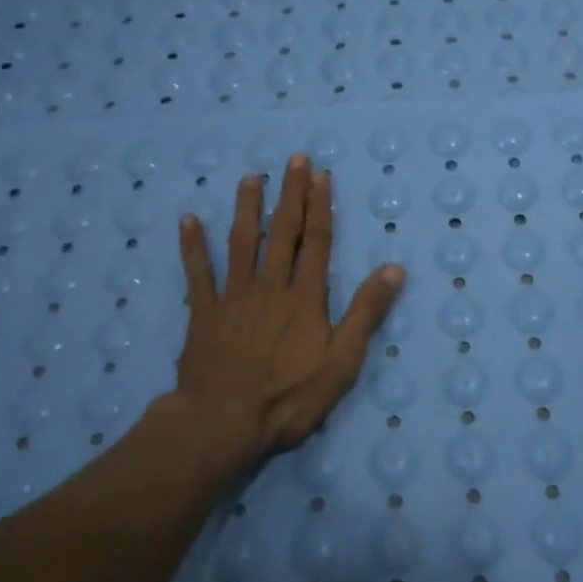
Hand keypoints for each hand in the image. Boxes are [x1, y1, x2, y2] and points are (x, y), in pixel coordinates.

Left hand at [175, 154, 403, 464]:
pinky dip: (192, 246)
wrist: (224, 422)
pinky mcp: (203, 313)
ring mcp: (234, 296)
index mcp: (305, 297)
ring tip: (251, 177)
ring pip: (241, 242)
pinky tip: (188, 219)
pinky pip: (197, 273)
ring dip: (247, 208)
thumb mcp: (342, 361)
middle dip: (290, 194)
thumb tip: (394, 269)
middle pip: (282, 232)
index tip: (321, 175)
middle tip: (293, 159)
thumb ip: (366, 313)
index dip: (320, 206)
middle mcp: (270, 285)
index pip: (317, 241)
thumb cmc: (289, 396)